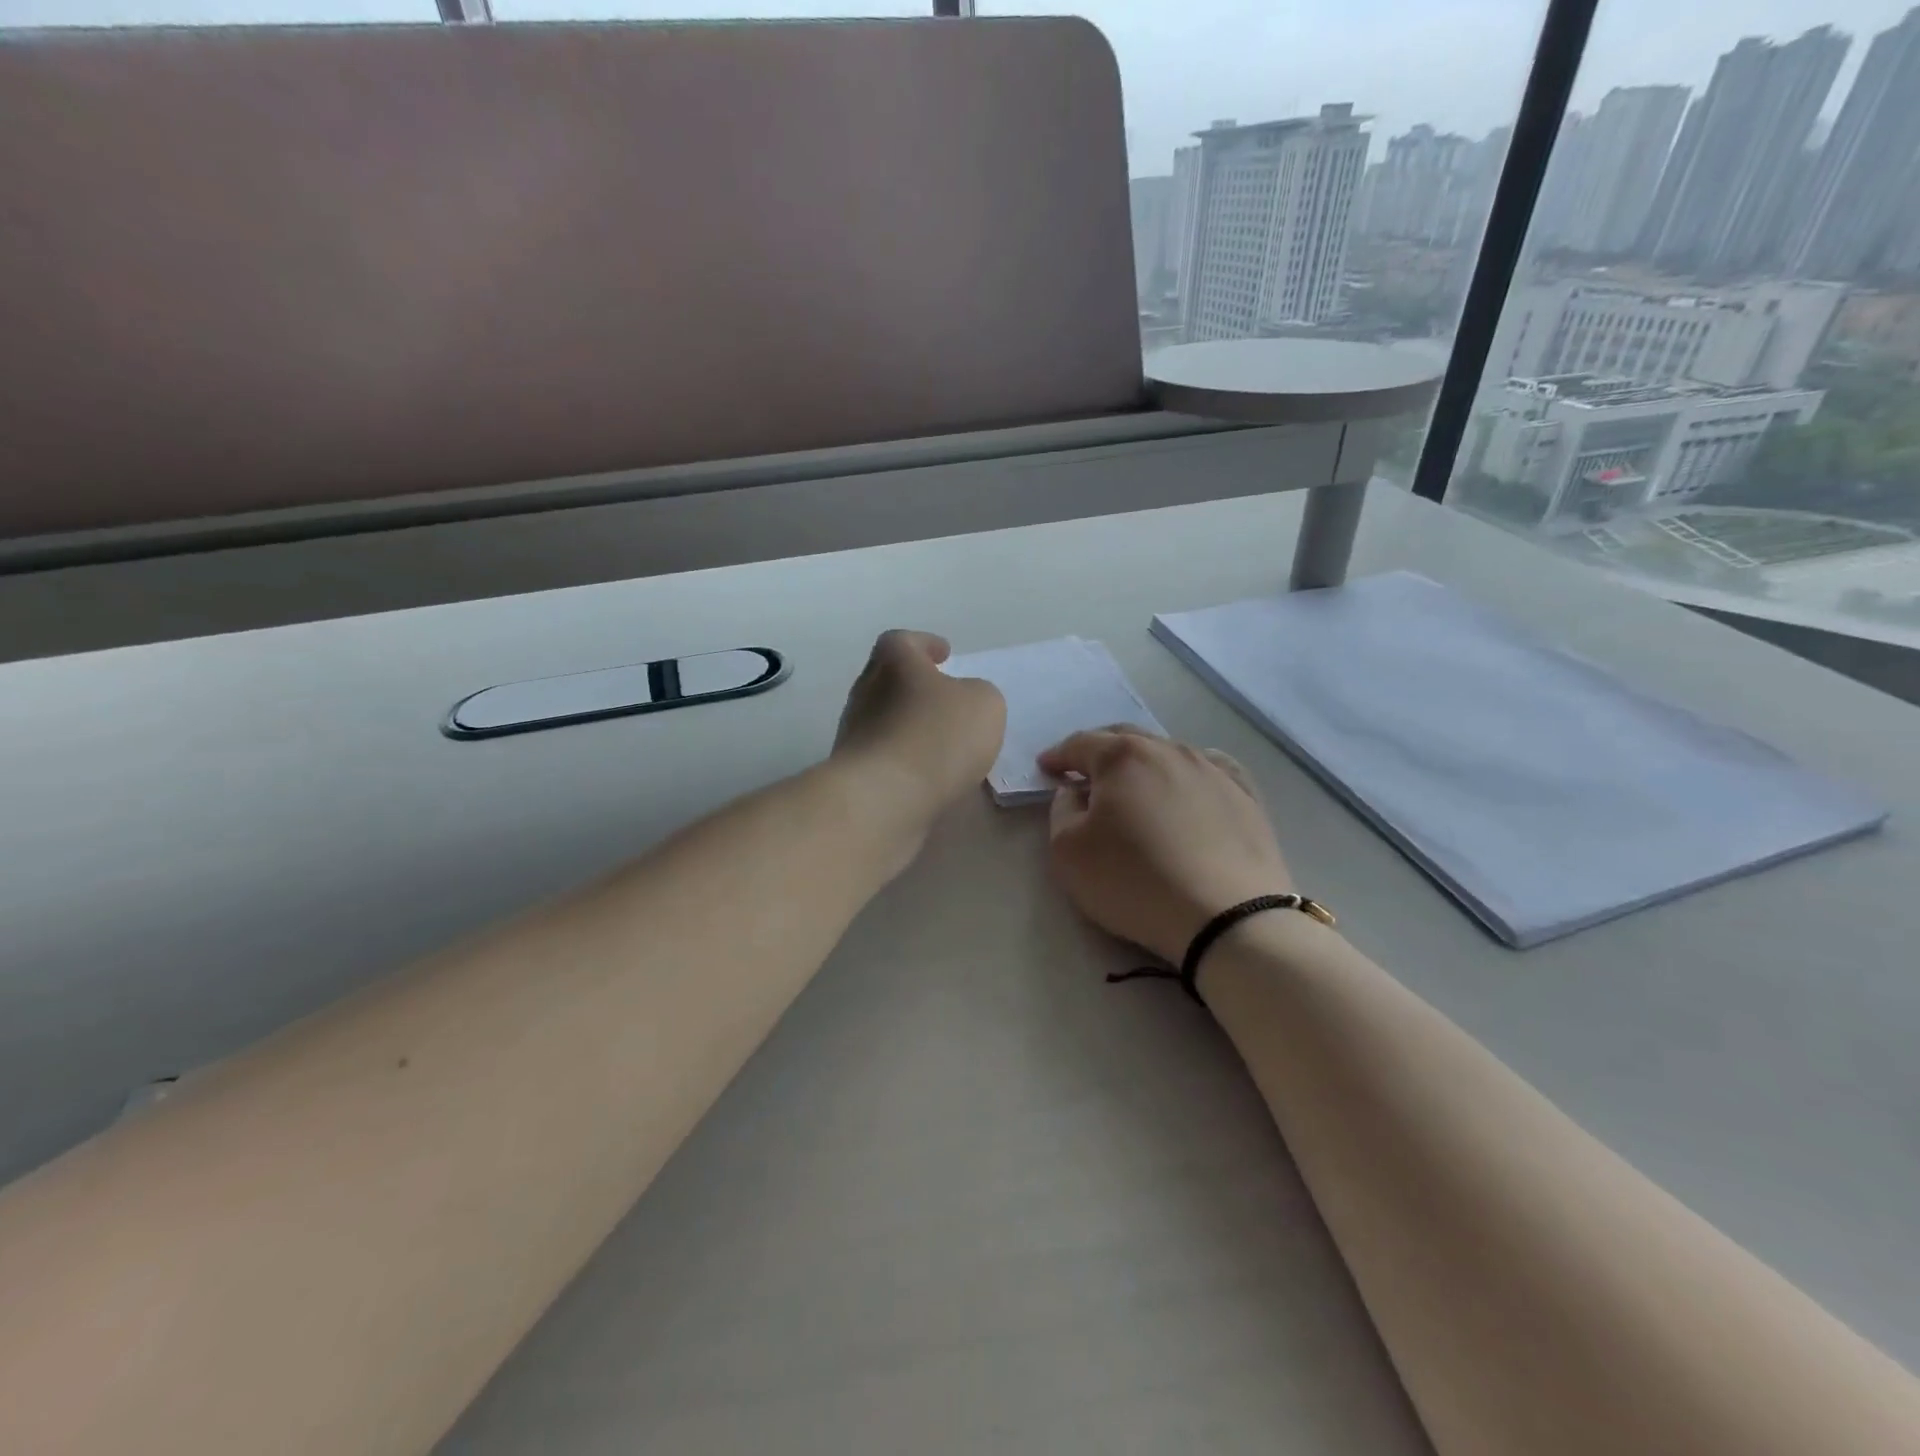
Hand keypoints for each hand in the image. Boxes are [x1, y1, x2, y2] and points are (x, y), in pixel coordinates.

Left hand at [833, 630, 1005, 830]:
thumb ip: (978, 694)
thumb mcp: (984, 704)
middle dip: (915, 686)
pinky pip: (883, 755)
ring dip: (909, 725)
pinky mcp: (853, 773)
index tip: (944, 655)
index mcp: (893, 662)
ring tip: (941, 742)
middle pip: (888, 679)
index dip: (925, 644)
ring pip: (883, 719)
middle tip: (944, 698)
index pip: (903, 641)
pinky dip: (904, 758)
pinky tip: (926, 773)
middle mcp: (865, 692)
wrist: (883, 799)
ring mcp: (853, 734)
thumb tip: (963, 701)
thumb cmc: (936, 737)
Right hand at [1040, 727, 1291, 964]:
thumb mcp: (1068, 852)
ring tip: (1135, 785)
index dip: (1059, 756)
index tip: (1046, 768)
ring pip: (1168, 753)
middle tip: (1084, 772)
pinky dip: (1188, 775)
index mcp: (1123, 756)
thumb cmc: (1134, 881)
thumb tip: (1076, 792)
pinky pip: (1210, 771)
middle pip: (1126, 739)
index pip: (1081, 744)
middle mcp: (1169, 750)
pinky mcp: (1246, 796)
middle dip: (1100, 751)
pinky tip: (1189, 787)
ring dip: (1144, 764)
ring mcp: (1213, 770)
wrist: (1227, 918)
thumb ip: (1062, 812)